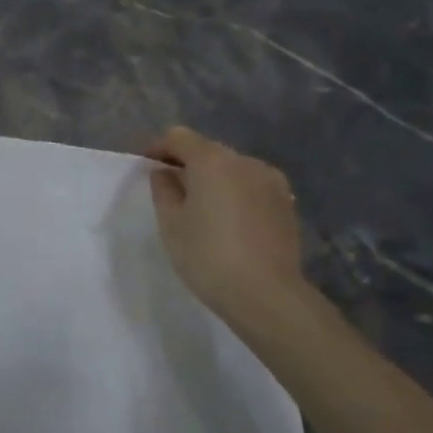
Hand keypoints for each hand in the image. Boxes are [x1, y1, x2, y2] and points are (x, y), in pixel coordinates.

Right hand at [148, 127, 314, 324]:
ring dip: (214, 179)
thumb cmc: (208, 256)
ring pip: (232, 168)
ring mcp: (271, 181)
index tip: (147, 167)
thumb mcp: (171, 223)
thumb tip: (165, 173)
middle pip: (208, 150)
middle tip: (170, 190)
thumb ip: (163, 189)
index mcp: (212, 160)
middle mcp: (244, 161)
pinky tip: (229, 221)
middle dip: (187, 163)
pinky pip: (252, 186)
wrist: (266, 294)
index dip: (158, 148)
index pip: (178, 137)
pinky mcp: (286, 202)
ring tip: (202, 208)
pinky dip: (235, 193)